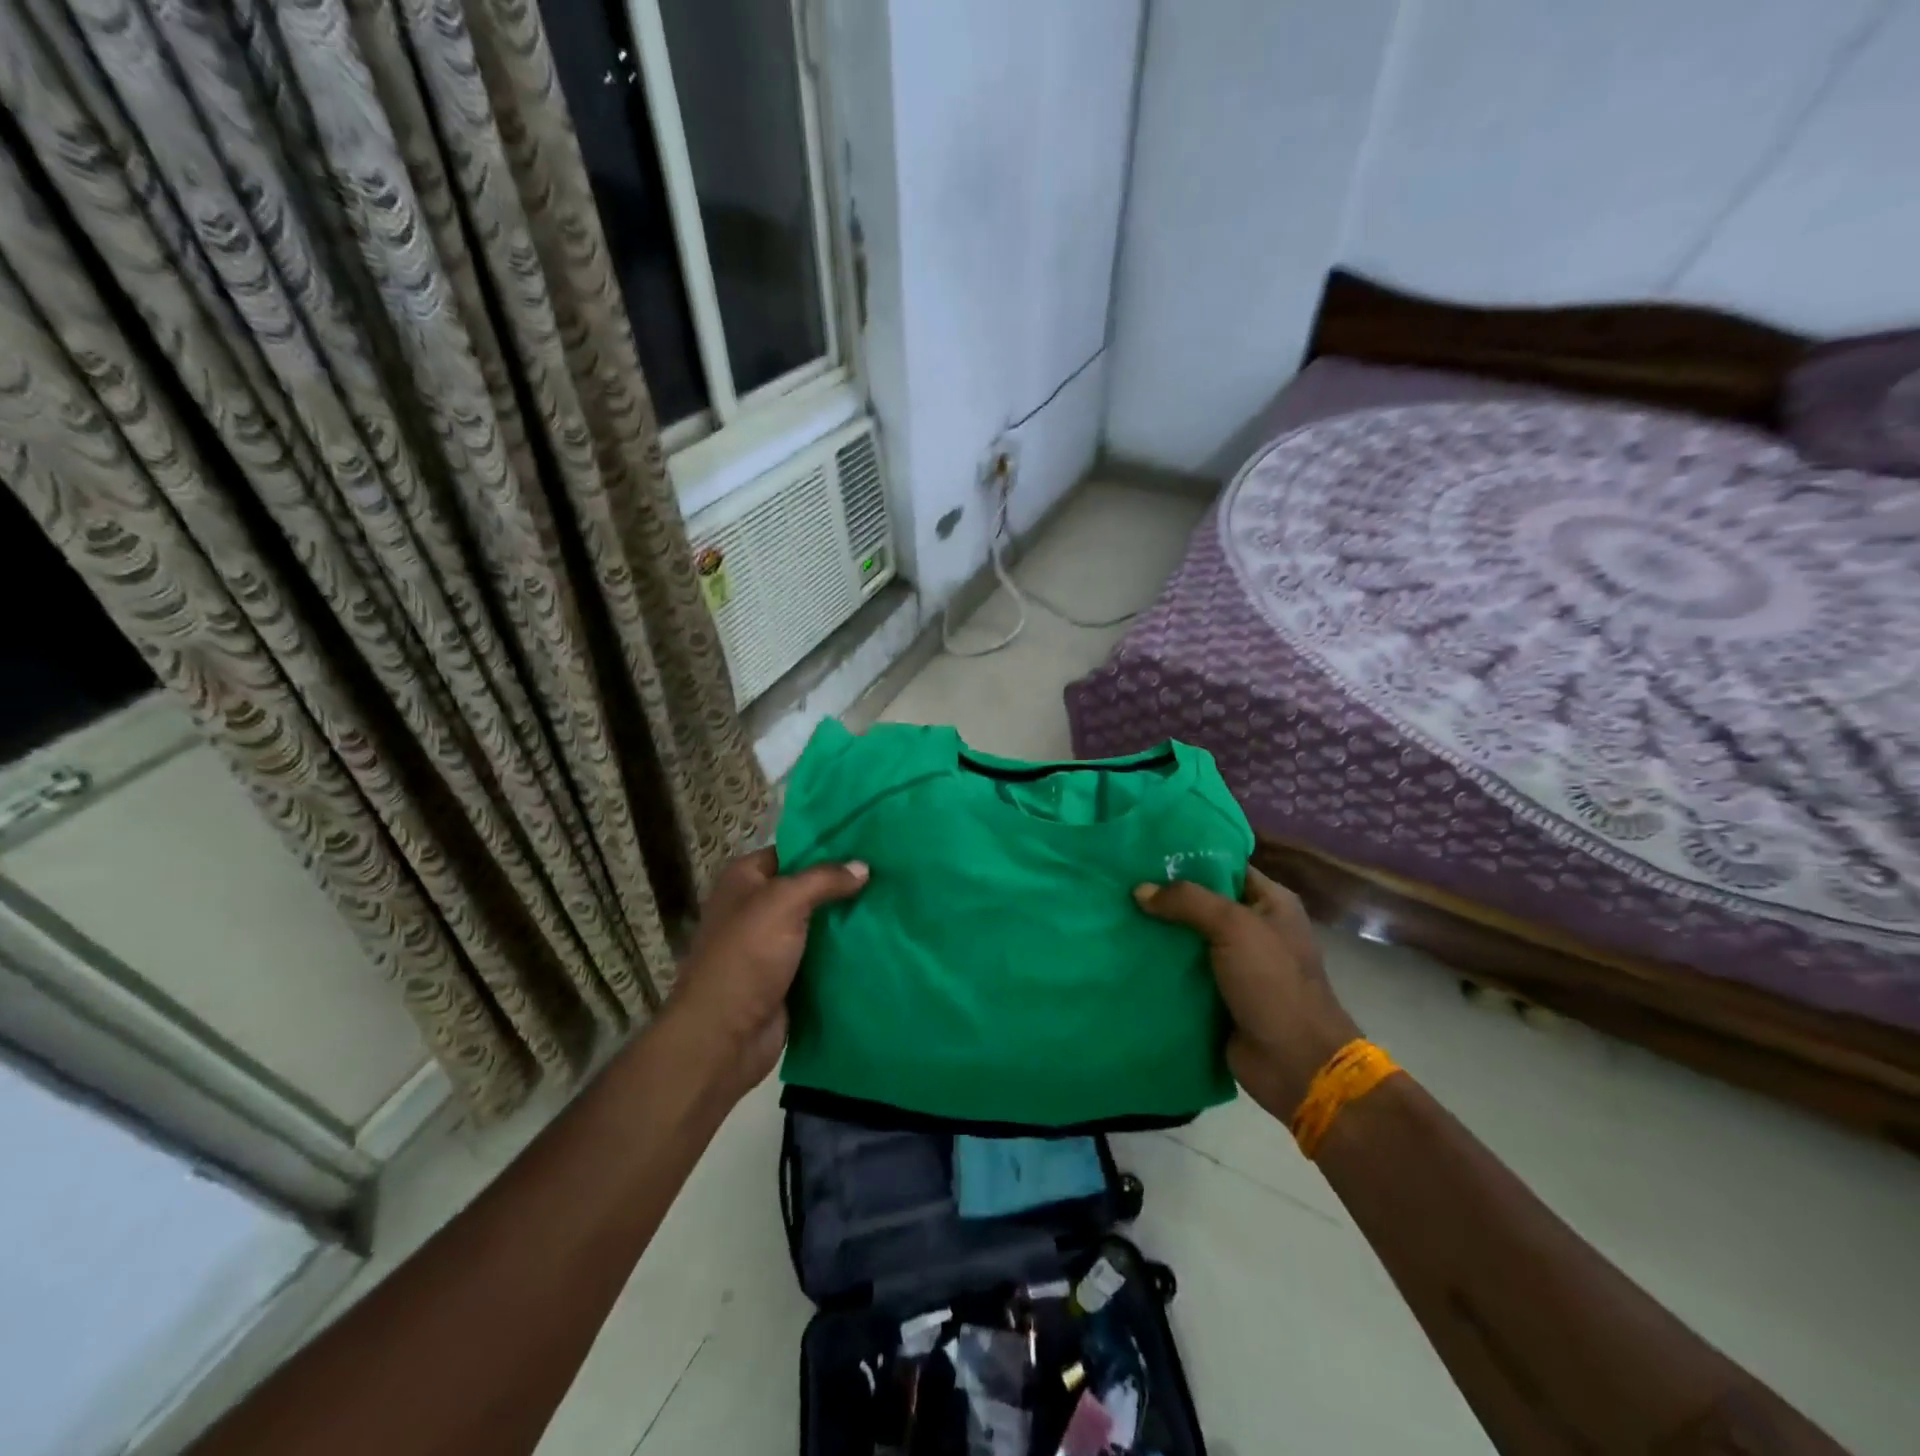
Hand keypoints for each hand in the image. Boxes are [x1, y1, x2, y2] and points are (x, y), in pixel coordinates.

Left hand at [665, 847, 867, 1100]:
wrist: (724, 1038)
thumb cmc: (746, 958)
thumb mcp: (783, 904)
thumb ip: (824, 880)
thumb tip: (863, 866)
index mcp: (745, 880)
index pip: (793, 850)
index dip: (829, 845)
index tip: (870, 842)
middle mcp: (758, 907)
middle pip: (809, 886)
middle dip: (845, 883)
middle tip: (892, 872)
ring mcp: (773, 944)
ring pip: (820, 922)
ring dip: (850, 918)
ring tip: (895, 902)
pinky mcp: (789, 976)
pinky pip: (823, 955)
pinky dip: (847, 951)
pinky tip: (882, 940)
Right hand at [1135, 866, 1360, 1121]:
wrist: (1295, 1065)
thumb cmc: (1274, 984)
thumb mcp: (1235, 928)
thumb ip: (1187, 901)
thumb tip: (1139, 890)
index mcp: (1270, 902)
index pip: (1224, 866)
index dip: (1187, 858)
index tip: (1143, 853)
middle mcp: (1253, 928)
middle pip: (1200, 902)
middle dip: (1163, 896)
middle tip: (1119, 883)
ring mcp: (1234, 964)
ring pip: (1186, 938)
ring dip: (1156, 933)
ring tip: (1113, 915)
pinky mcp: (1216, 996)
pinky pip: (1181, 972)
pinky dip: (1158, 966)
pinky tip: (1123, 954)